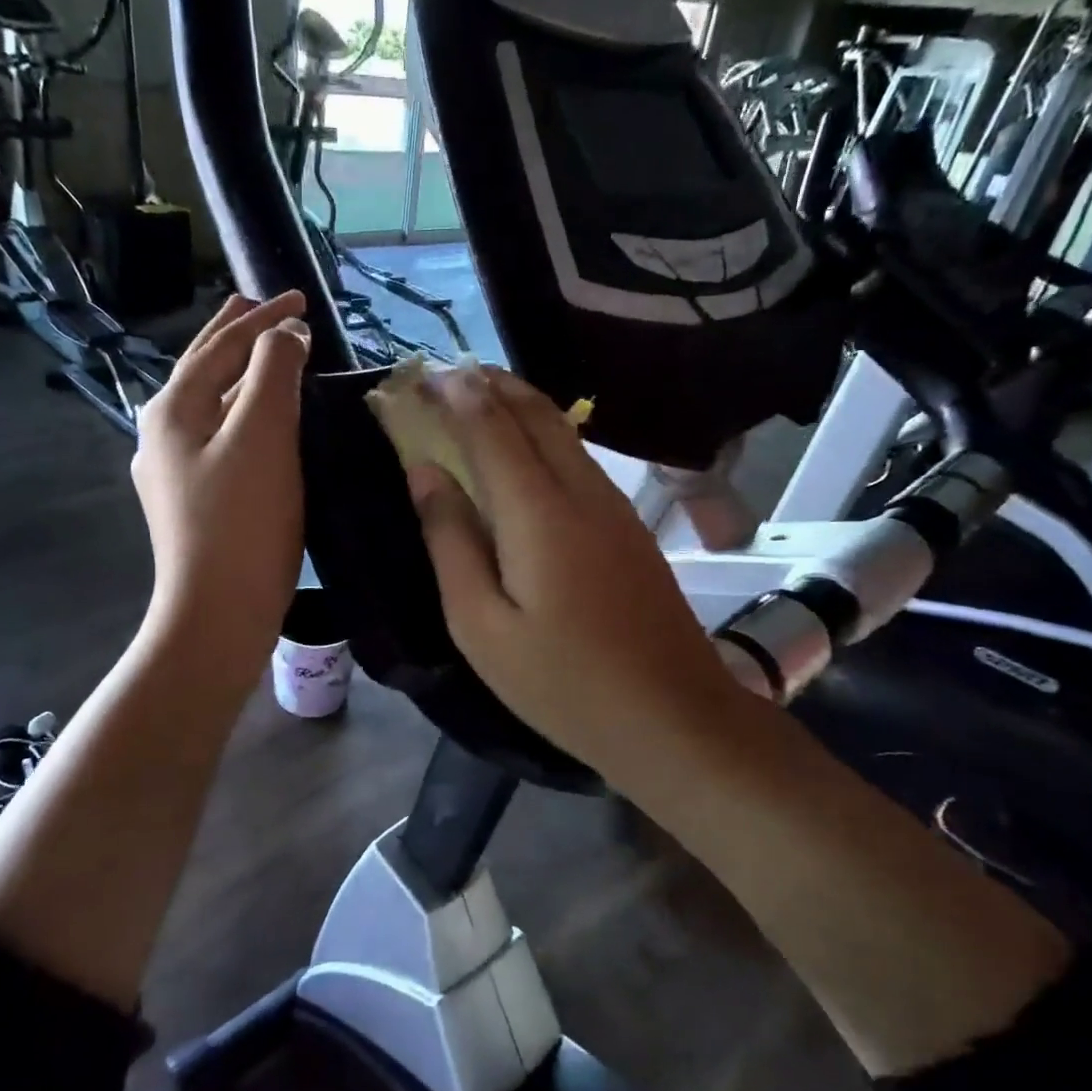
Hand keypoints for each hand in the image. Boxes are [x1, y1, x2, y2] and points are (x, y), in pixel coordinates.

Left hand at [131, 292, 309, 690]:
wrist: (217, 612)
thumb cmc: (242, 522)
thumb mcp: (263, 436)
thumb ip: (273, 374)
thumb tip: (285, 336)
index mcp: (173, 408)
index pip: (222, 345)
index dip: (263, 318)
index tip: (301, 299)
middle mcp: (162, 432)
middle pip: (203, 368)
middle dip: (236, 335)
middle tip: (264, 307)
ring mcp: (172, 470)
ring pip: (210, 405)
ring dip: (239, 376)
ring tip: (266, 359)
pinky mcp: (190, 501)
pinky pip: (218, 438)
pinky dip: (241, 415)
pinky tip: (257, 426)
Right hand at [405, 368, 740, 789]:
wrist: (673, 716)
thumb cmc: (562, 683)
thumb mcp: (481, 626)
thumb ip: (451, 542)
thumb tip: (426, 473)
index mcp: (538, 512)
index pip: (489, 428)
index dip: (452, 396)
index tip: (418, 376)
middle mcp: (581, 491)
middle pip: (534, 413)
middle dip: (489, 383)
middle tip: (445, 374)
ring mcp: (613, 505)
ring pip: (563, 431)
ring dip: (518, 404)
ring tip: (477, 396)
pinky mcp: (628, 526)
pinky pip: (579, 458)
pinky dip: (543, 435)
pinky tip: (525, 450)